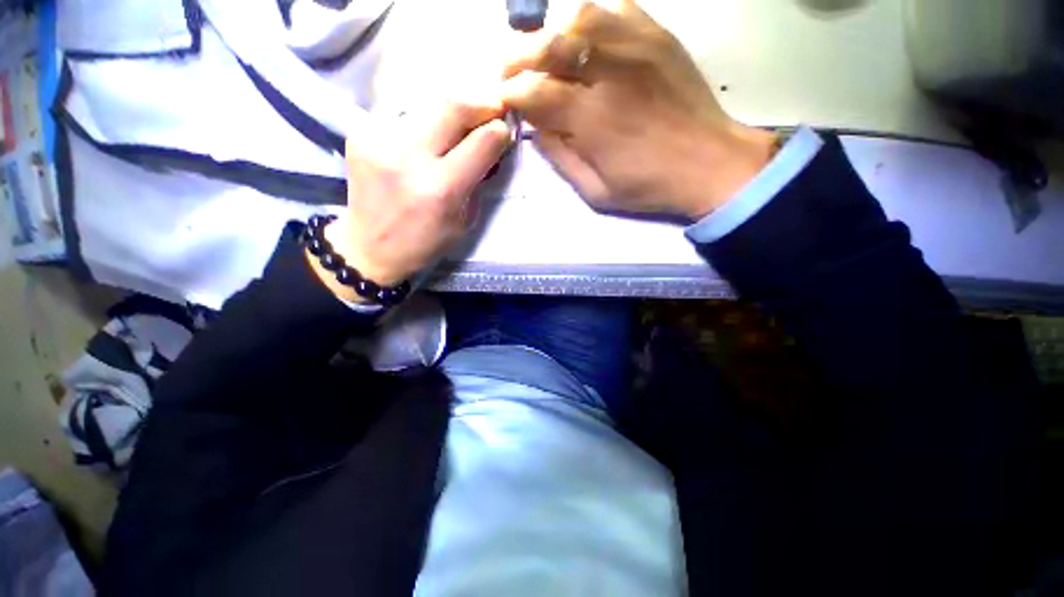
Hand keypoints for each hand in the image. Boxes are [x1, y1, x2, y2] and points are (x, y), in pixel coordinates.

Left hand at [312, 101, 511, 302]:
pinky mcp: (360, 133)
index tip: (505, 130)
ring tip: (458, 128)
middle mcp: (409, 158)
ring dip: (450, 113)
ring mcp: (379, 140)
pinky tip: (427, 138)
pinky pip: (403, 114)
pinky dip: (424, 122)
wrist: (369, 248)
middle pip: (451, 106)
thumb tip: (490, 148)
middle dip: (478, 104)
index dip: (499, 131)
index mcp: (441, 189)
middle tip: (490, 110)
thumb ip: (478, 181)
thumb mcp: (464, 221)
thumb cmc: (425, 243)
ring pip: (427, 105)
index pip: (481, 142)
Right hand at [502, 0, 777, 219]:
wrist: (709, 164)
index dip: (511, 93)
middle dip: (518, 57)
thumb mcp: (595, 191)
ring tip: (549, 55)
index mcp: (592, 119)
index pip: (534, 91)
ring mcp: (636, 47)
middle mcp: (609, 73)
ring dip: (553, 34)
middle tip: (512, 71)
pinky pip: (616, 8)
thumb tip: (535, 129)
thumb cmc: (648, 186)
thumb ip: (561, 158)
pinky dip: (592, 21)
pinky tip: (588, 42)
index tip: (505, 100)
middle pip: (548, 45)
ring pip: (579, 17)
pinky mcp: (658, 36)